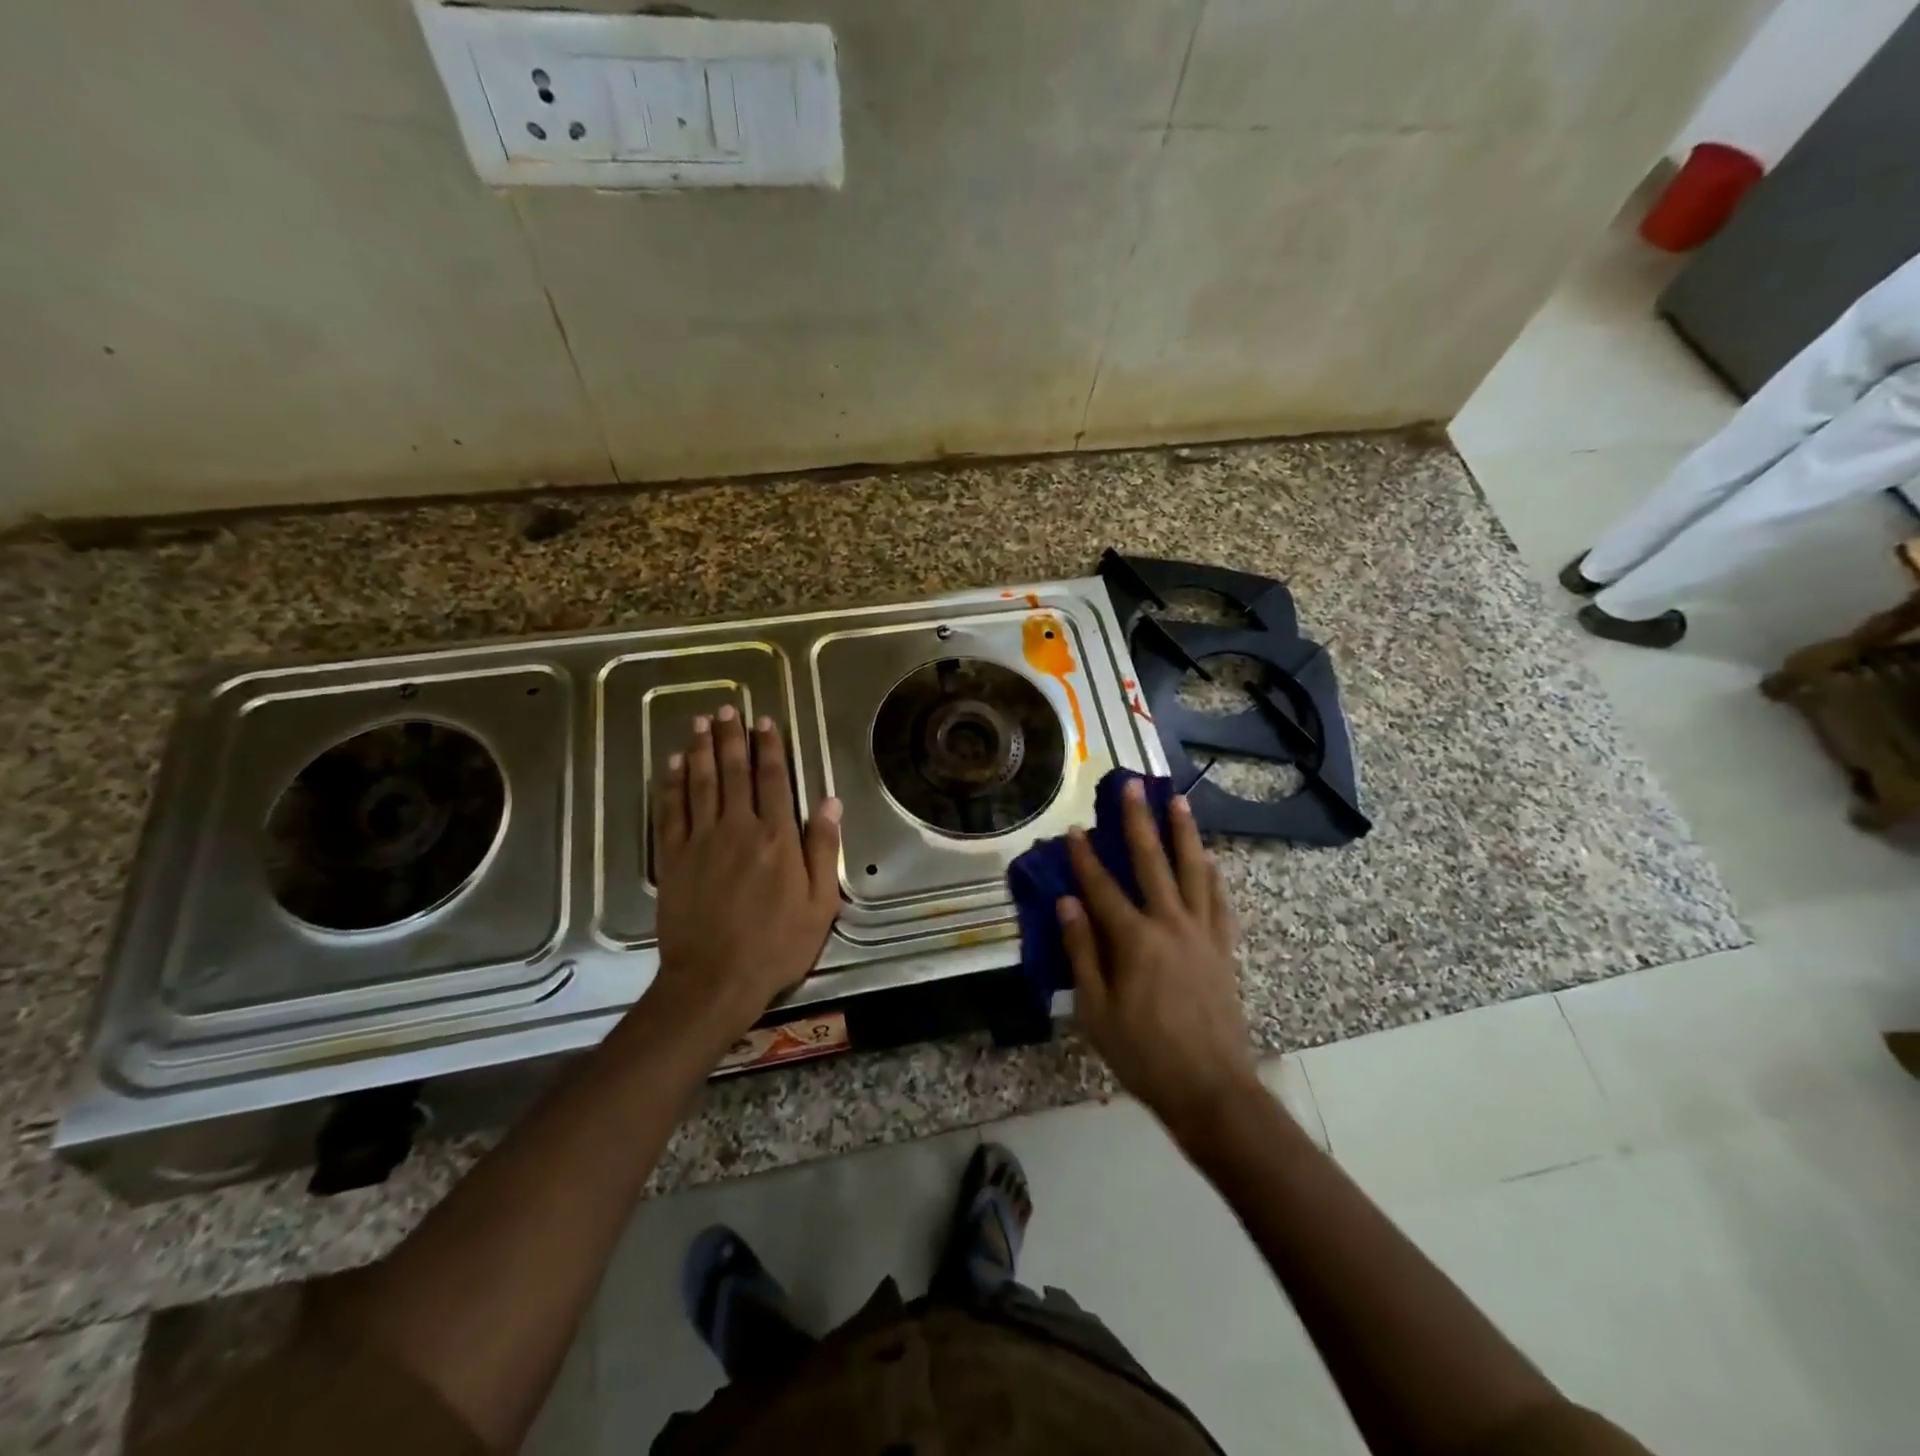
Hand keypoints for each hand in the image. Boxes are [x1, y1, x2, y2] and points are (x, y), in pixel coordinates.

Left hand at [650, 707, 842, 1050]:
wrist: (714, 980)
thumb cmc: (776, 945)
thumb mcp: (820, 902)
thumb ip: (823, 848)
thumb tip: (830, 801)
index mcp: (777, 838)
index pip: (773, 780)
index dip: (769, 747)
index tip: (765, 722)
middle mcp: (737, 829)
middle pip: (734, 772)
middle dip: (732, 738)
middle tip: (727, 709)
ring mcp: (700, 841)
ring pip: (701, 784)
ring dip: (701, 750)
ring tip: (701, 724)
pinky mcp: (673, 858)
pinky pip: (671, 811)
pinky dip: (673, 784)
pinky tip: (674, 765)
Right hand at [1060, 780, 1260, 1140]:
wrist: (1211, 1090)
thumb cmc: (1144, 1055)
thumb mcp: (1096, 1011)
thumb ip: (1081, 952)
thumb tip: (1067, 903)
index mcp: (1135, 941)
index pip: (1102, 888)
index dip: (1085, 857)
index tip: (1074, 827)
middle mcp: (1171, 925)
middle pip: (1152, 862)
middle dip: (1138, 822)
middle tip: (1132, 786)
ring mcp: (1202, 934)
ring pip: (1193, 871)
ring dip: (1183, 833)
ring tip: (1177, 801)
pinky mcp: (1223, 949)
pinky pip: (1219, 902)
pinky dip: (1212, 876)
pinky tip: (1209, 860)